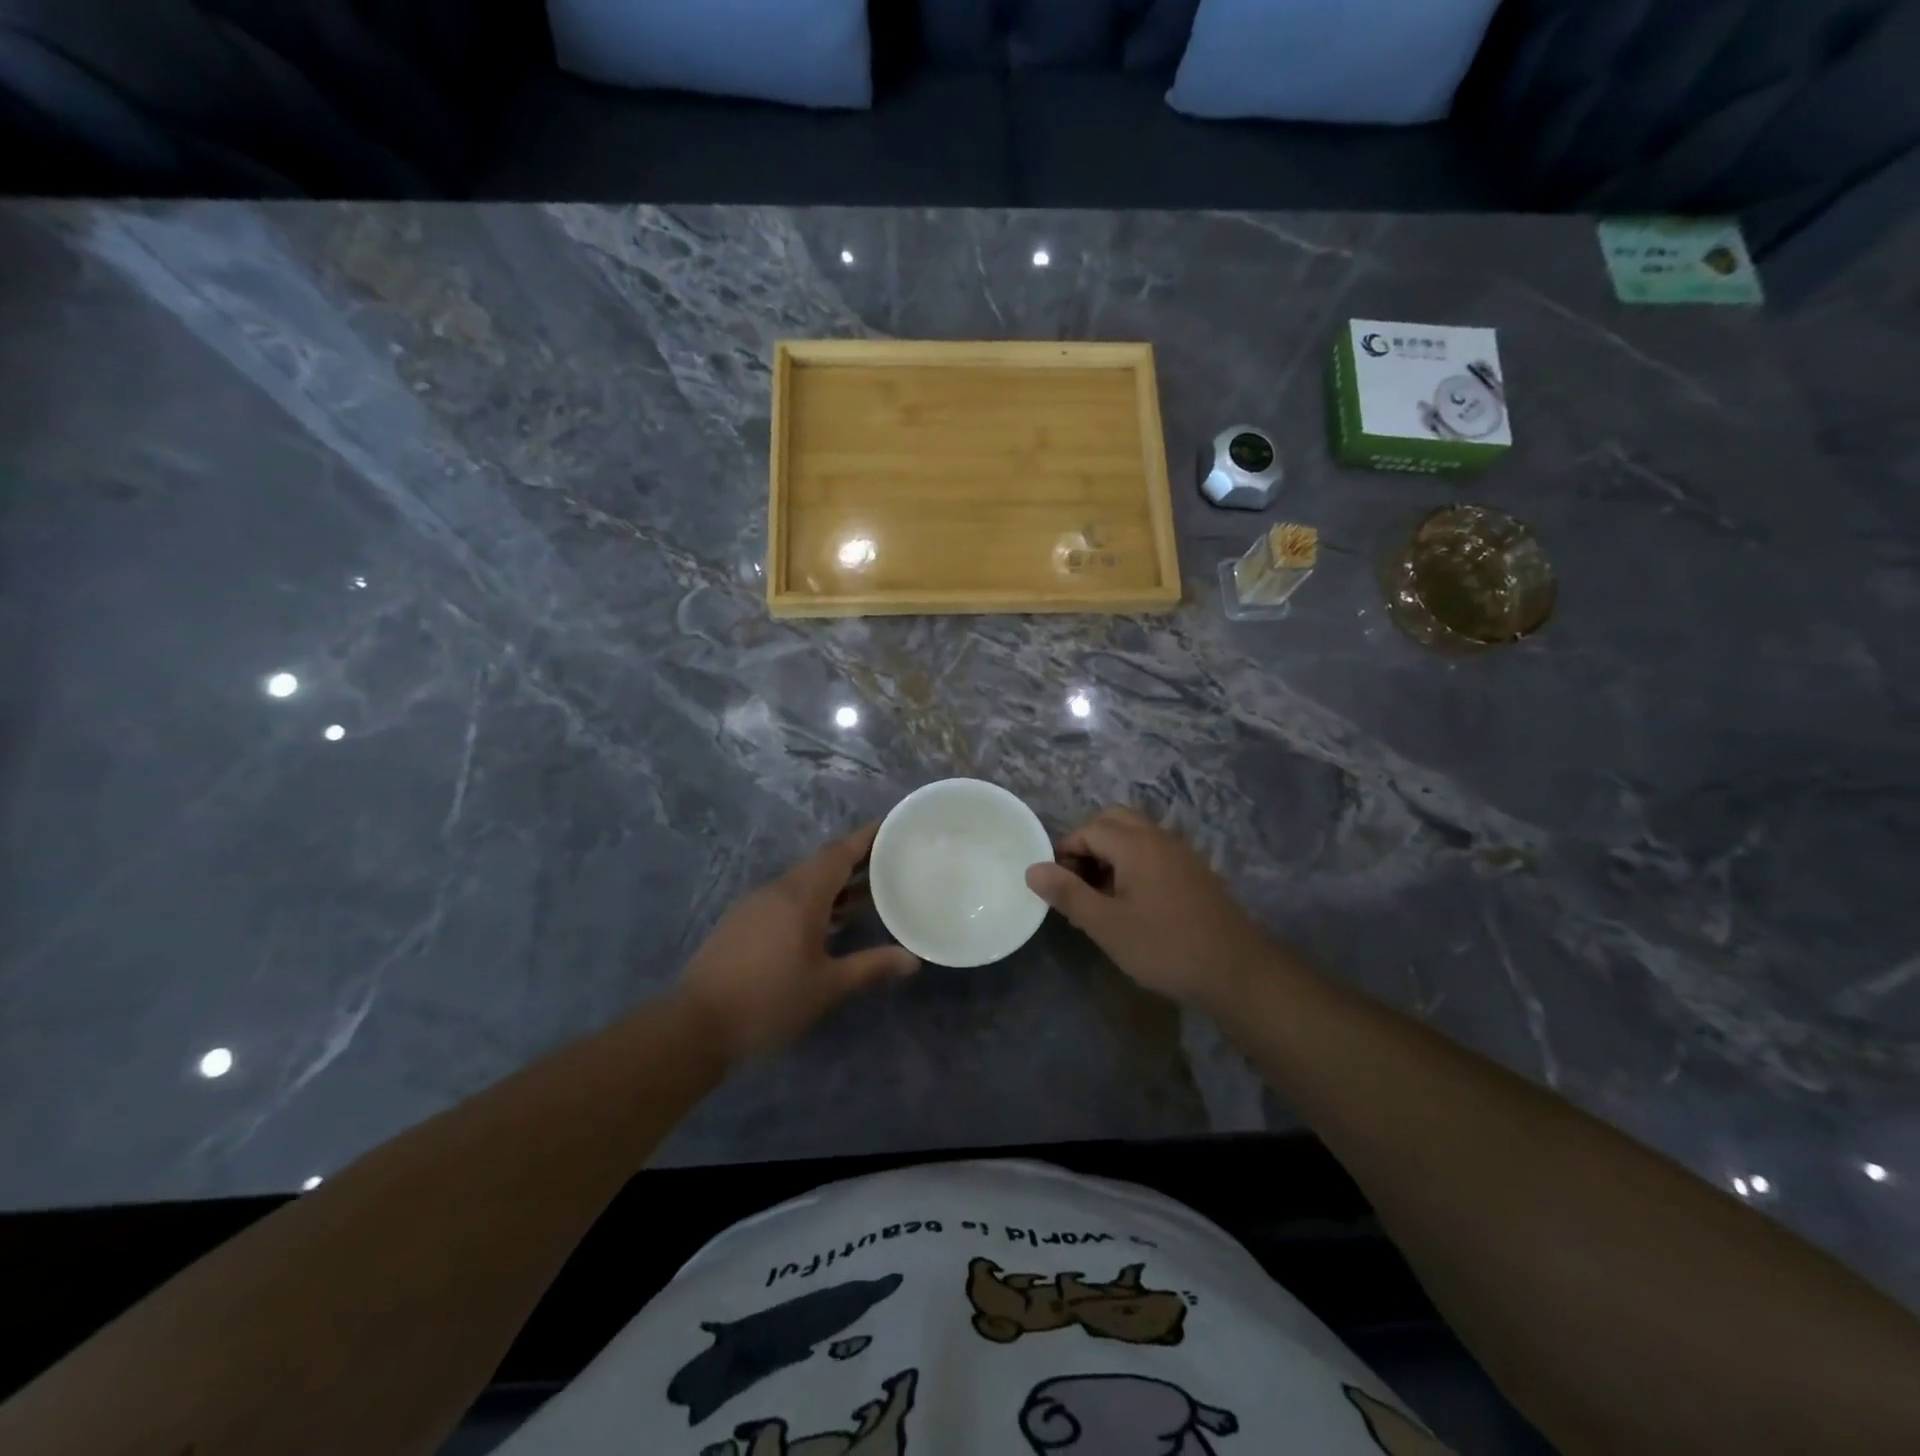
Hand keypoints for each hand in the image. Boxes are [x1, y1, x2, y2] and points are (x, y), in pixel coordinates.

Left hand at [676, 823, 917, 1063]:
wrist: (697, 1024)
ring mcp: (756, 904)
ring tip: (866, 895)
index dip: (867, 836)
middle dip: (855, 860)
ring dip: (834, 884)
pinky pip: (786, 897)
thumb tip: (913, 960)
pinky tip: (827, 924)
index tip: (892, 825)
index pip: (839, 852)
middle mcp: (778, 889)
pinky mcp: (742, 921)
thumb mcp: (827, 986)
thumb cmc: (769, 1000)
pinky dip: (813, 900)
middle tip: (890, 862)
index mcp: (801, 895)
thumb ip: (871, 966)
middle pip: (822, 863)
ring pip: (803, 881)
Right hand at [1025, 806, 1272, 1012]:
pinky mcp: (1195, 871)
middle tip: (1079, 882)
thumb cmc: (1164, 946)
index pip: (1088, 829)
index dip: (1066, 852)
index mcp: (1135, 843)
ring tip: (1102, 895)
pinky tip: (1134, 902)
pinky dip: (1135, 862)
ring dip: (1112, 853)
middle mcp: (1159, 837)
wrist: (1236, 970)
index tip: (1058, 886)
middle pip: (1114, 820)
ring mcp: (1181, 852)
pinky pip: (1155, 851)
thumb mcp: (1106, 925)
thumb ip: (1067, 893)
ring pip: (1136, 834)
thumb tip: (1032, 869)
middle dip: (1089, 843)